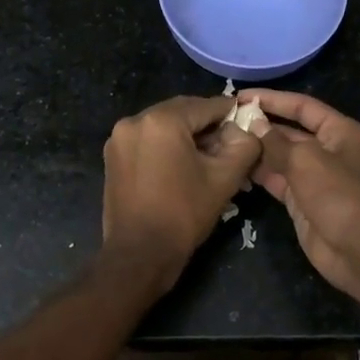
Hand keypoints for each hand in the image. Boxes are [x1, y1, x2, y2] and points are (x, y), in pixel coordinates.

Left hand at [101, 95, 262, 286]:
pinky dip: (166, 146)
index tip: (247, 121)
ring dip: (186, 136)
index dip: (230, 113)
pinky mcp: (112, 156)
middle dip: (207, 125)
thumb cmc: (184, 214)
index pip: (205, 106)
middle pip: (182, 112)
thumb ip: (244, 145)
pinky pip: (147, 141)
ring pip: (163, 126)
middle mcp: (135, 121)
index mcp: (161, 120)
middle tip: (230, 143)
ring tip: (208, 158)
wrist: (140, 254)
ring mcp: (119, 138)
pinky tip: (182, 166)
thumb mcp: (225, 178)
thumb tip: (245, 130)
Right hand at [240, 91, 359, 303]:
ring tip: (226, 141)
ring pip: (282, 156)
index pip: (303, 107)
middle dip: (263, 126)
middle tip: (228, 120)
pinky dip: (260, 173)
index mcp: (341, 132)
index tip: (243, 96)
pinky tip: (236, 166)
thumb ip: (276, 141)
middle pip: (291, 131)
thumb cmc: (335, 193)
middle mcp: (330, 150)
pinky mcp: (303, 199)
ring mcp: (316, 176)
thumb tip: (254, 124)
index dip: (274, 100)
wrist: (354, 248)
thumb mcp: (304, 159)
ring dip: (258, 149)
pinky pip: (278, 179)